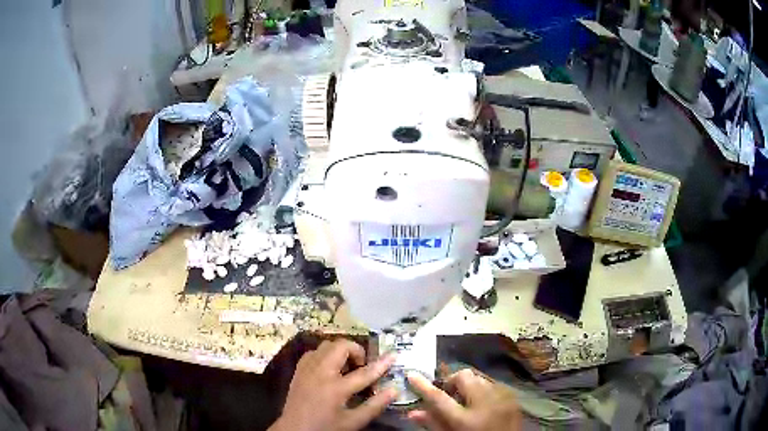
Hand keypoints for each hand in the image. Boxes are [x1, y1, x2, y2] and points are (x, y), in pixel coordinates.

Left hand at [269, 339, 397, 430]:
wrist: (294, 429)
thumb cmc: (326, 427)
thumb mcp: (353, 422)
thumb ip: (374, 406)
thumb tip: (394, 390)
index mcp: (335, 388)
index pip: (364, 372)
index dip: (381, 364)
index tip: (393, 355)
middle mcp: (320, 372)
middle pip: (340, 347)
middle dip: (356, 350)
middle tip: (362, 365)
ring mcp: (307, 368)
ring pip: (326, 345)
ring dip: (340, 351)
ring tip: (346, 367)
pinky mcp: (298, 369)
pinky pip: (314, 352)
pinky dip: (325, 354)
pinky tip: (329, 368)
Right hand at [406, 369, 520, 430]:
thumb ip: (433, 424)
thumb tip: (412, 412)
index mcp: (466, 420)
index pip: (439, 398)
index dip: (423, 386)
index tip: (412, 375)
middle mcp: (486, 404)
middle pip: (463, 377)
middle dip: (452, 381)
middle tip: (447, 394)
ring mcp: (503, 397)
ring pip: (479, 377)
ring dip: (468, 385)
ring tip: (465, 400)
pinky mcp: (513, 396)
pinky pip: (493, 383)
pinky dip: (483, 389)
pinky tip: (481, 403)